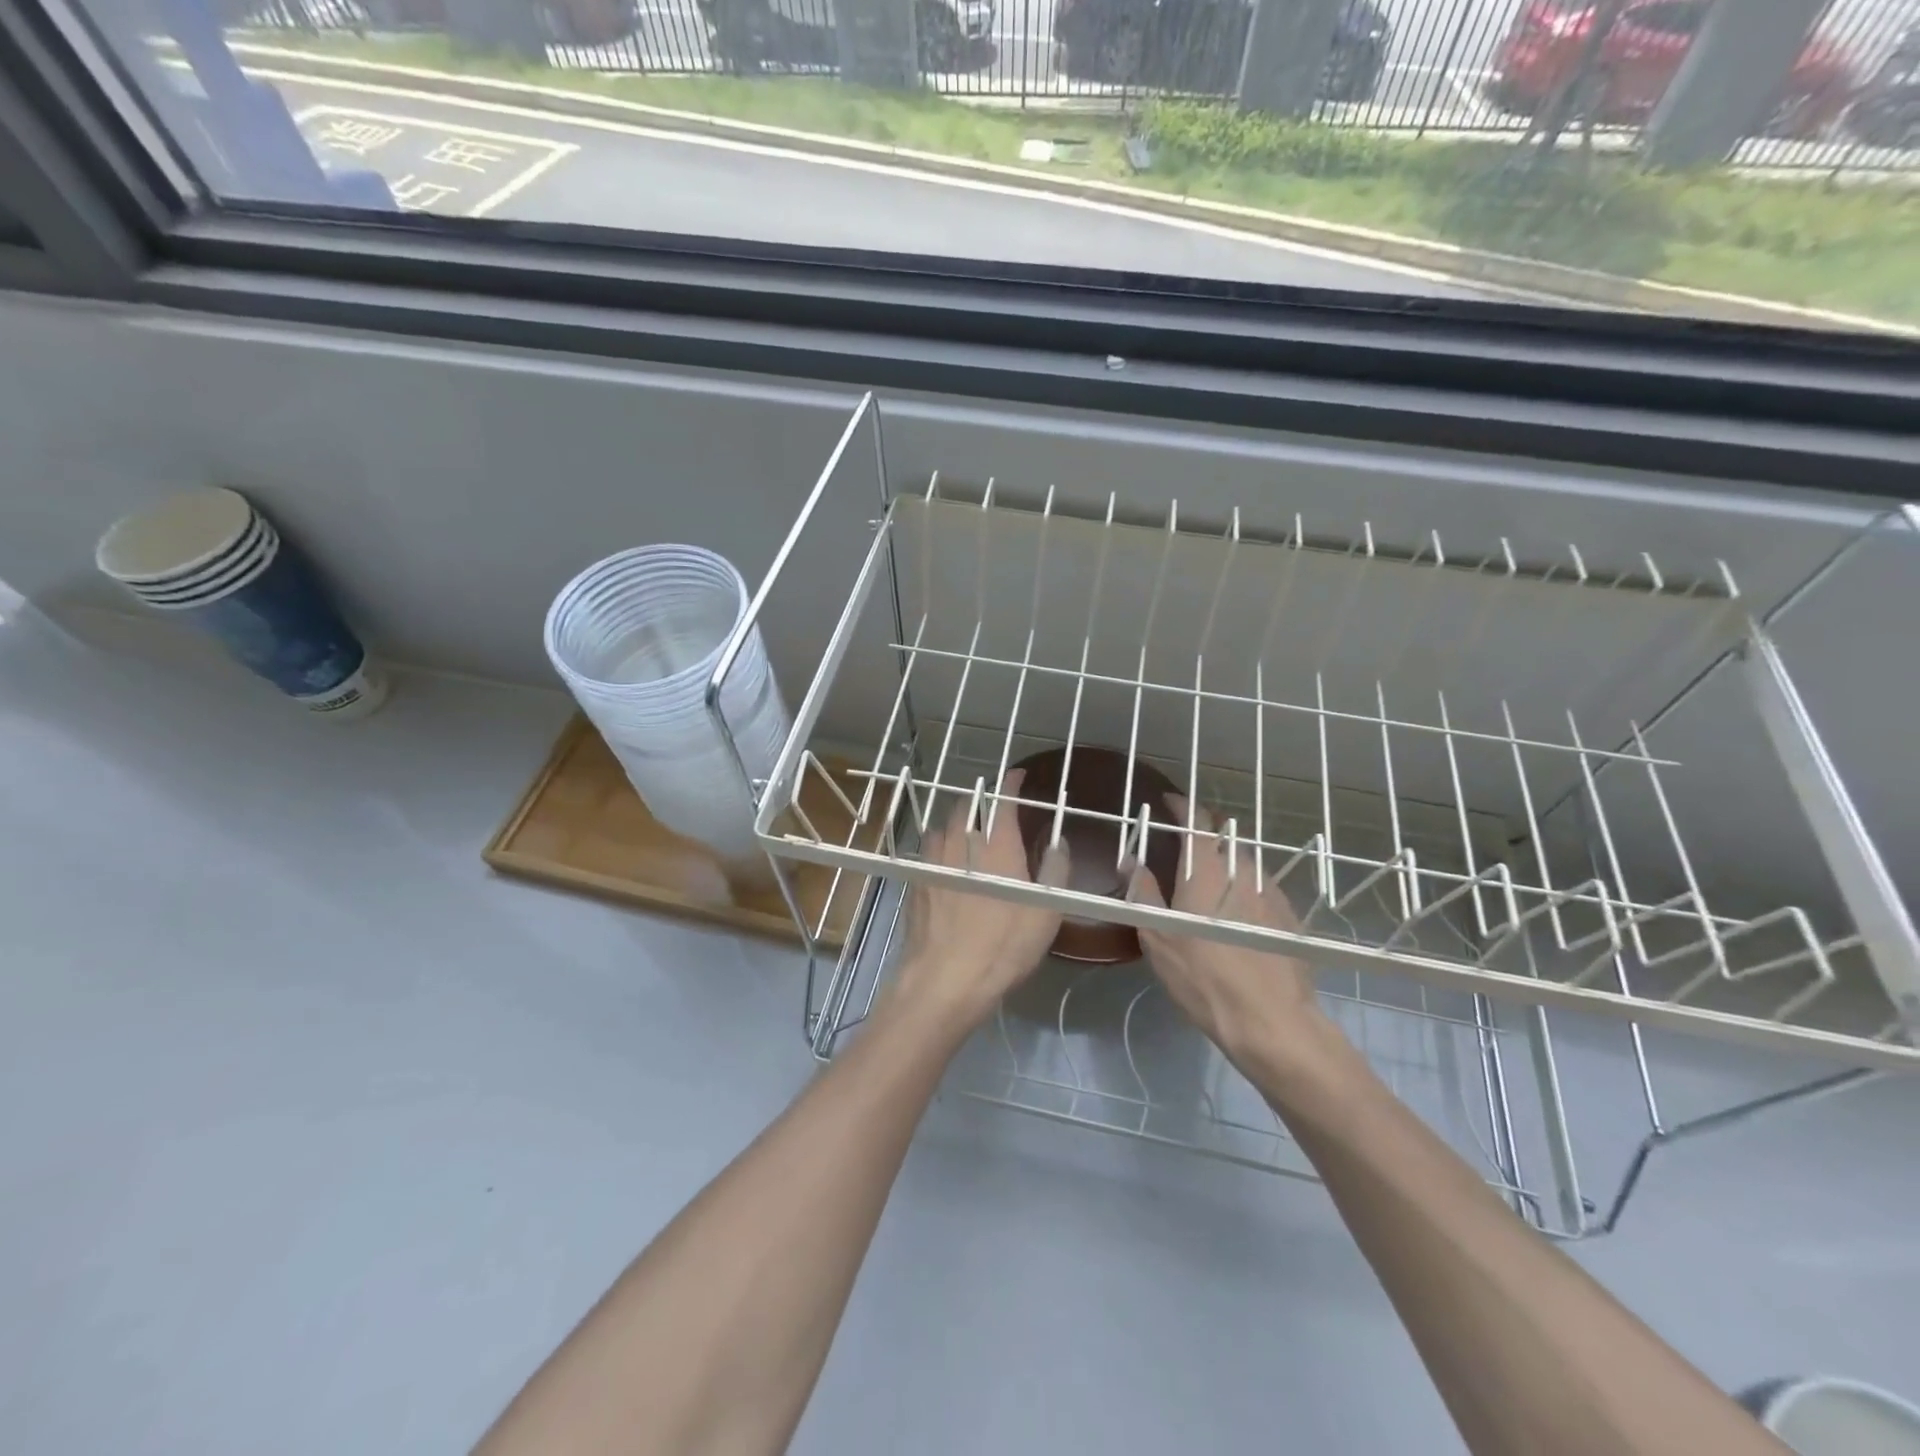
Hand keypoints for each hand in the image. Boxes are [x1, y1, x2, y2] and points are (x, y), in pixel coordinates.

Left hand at [887, 768, 1067, 1028]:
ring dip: (958, 820)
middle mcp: (963, 844)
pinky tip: (945, 859)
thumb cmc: (1004, 947)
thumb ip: (1055, 871)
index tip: (1017, 774)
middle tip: (994, 806)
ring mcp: (934, 861)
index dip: (1011, 782)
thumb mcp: (1046, 913)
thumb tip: (1059, 842)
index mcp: (998, 846)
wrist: (946, 979)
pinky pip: (928, 849)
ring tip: (969, 829)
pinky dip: (940, 843)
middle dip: (982, 798)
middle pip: (968, 806)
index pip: (1003, 800)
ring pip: (944, 825)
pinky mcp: (917, 881)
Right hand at [1126, 798, 1327, 1068]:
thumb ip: (1143, 892)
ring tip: (1212, 884)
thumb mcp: (1158, 937)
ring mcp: (1271, 892)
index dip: (1182, 806)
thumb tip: (1131, 861)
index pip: (1196, 820)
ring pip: (1245, 862)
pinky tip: (1240, 914)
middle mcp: (1243, 870)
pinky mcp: (1290, 916)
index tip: (1169, 802)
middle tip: (1185, 848)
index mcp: (1206, 870)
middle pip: (1223, 837)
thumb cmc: (1203, 977)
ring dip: (1227, 862)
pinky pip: (1263, 887)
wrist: (1271, 1020)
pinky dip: (1247, 888)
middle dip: (1204, 835)